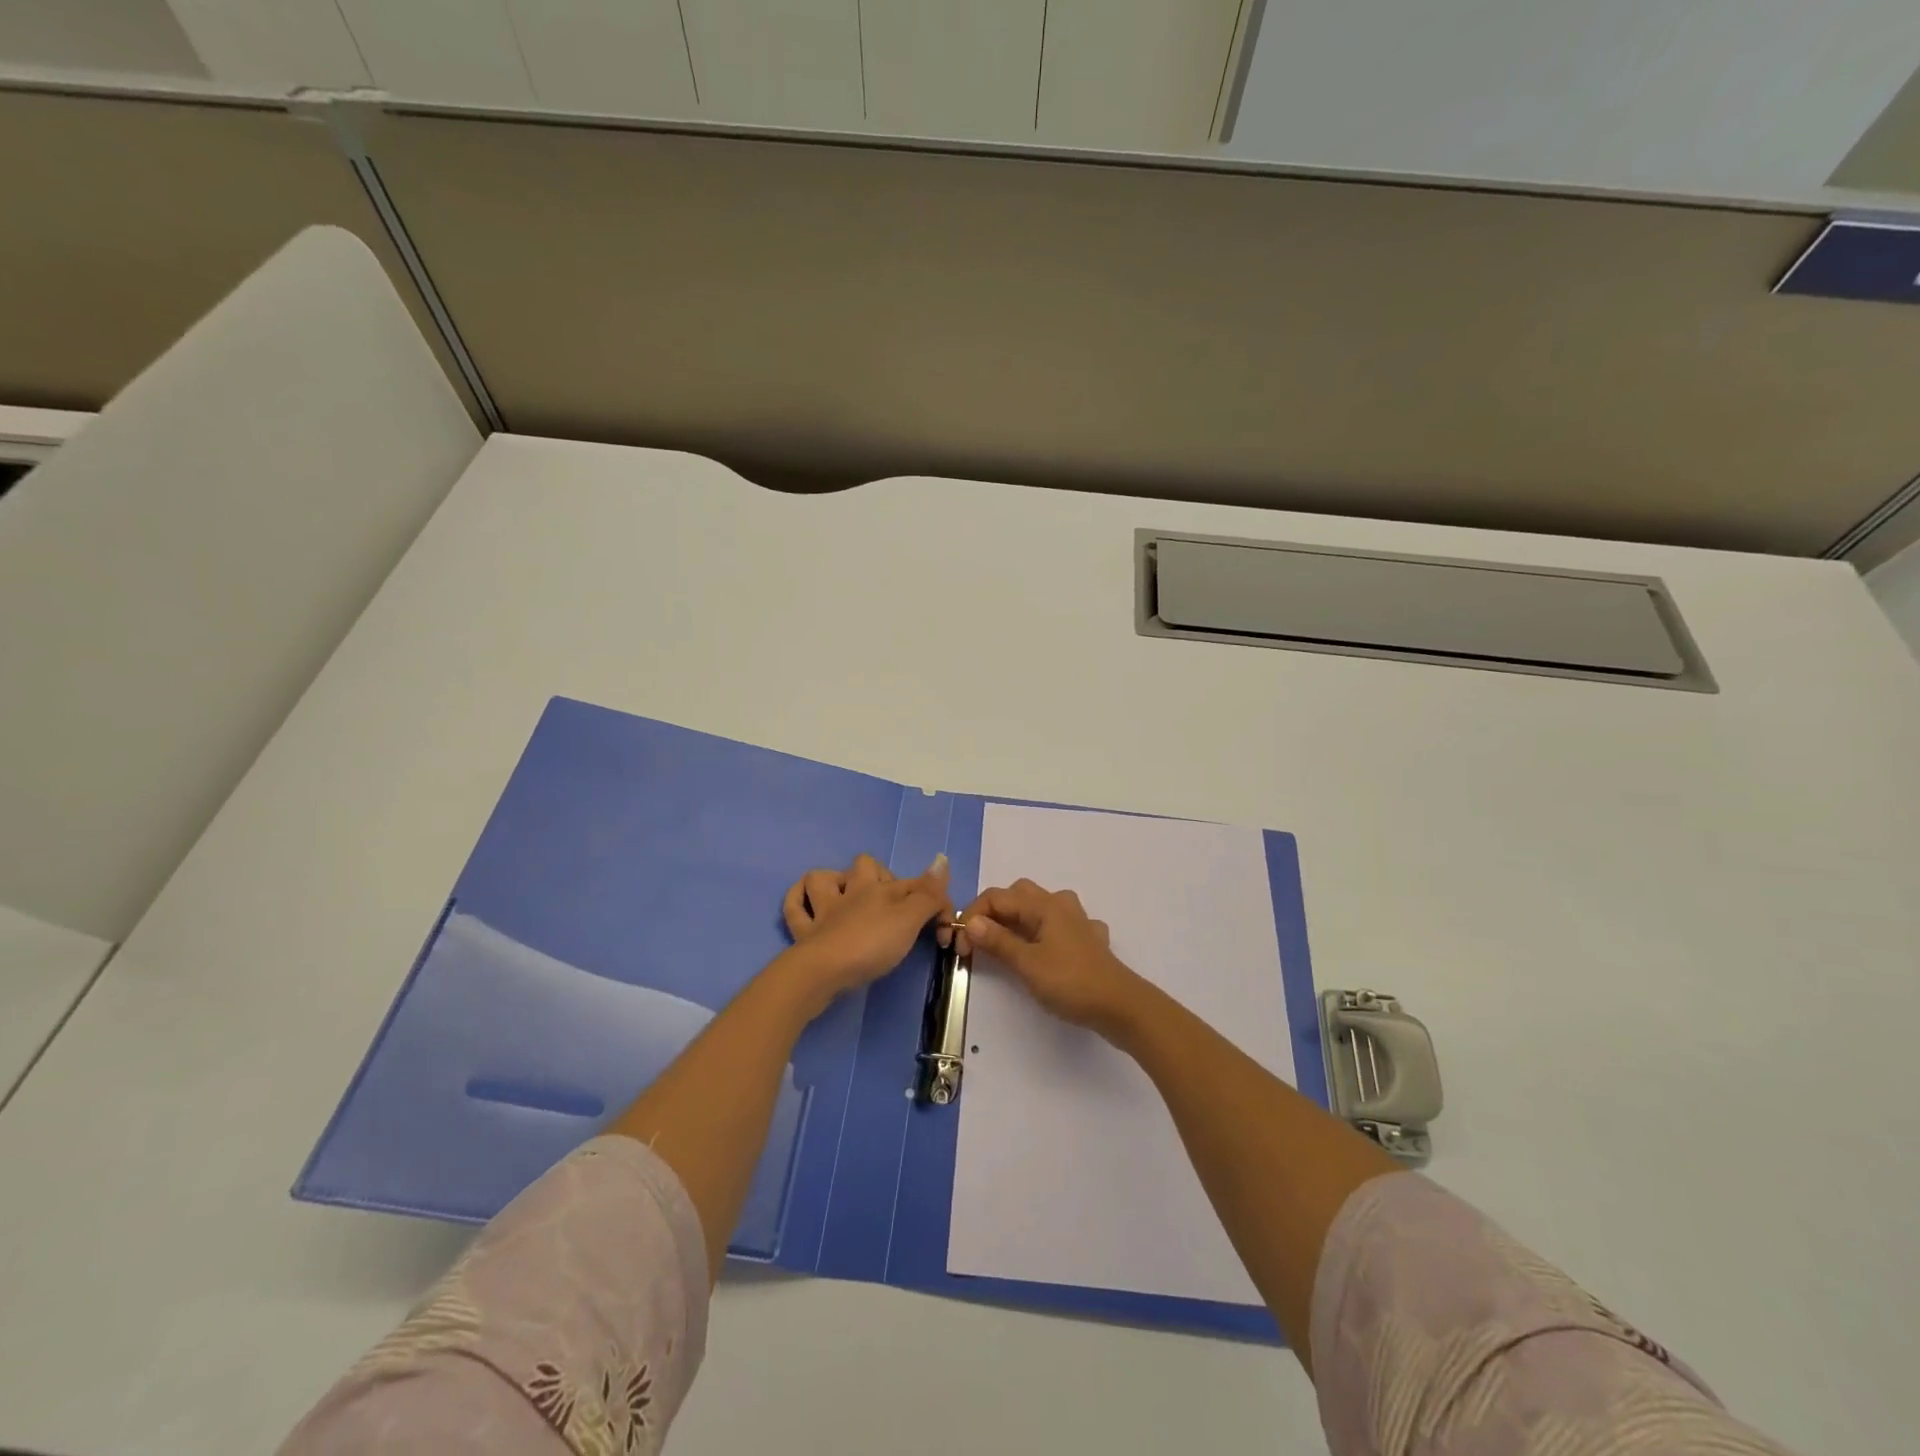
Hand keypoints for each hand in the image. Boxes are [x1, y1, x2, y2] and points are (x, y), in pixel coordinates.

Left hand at [779, 852, 952, 1005]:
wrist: (823, 972)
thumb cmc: (870, 944)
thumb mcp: (908, 920)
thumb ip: (927, 894)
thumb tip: (941, 859)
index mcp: (878, 888)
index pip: (914, 885)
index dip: (934, 901)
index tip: (944, 931)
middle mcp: (850, 892)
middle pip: (864, 866)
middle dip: (878, 876)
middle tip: (893, 905)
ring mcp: (823, 911)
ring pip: (823, 879)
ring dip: (834, 882)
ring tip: (846, 896)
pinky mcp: (804, 933)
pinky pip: (795, 908)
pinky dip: (800, 901)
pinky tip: (808, 904)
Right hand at [960, 879, 1141, 1032]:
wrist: (1121, 1006)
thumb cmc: (1071, 982)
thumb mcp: (1028, 964)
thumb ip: (998, 941)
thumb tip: (971, 922)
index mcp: (1043, 906)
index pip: (996, 897)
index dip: (973, 916)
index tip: (959, 945)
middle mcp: (1060, 905)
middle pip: (1019, 894)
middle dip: (994, 912)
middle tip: (979, 940)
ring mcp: (1078, 921)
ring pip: (1041, 906)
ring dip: (1020, 918)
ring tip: (1008, 941)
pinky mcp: (1089, 940)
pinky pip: (1061, 925)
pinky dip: (1046, 932)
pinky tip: (1048, 950)